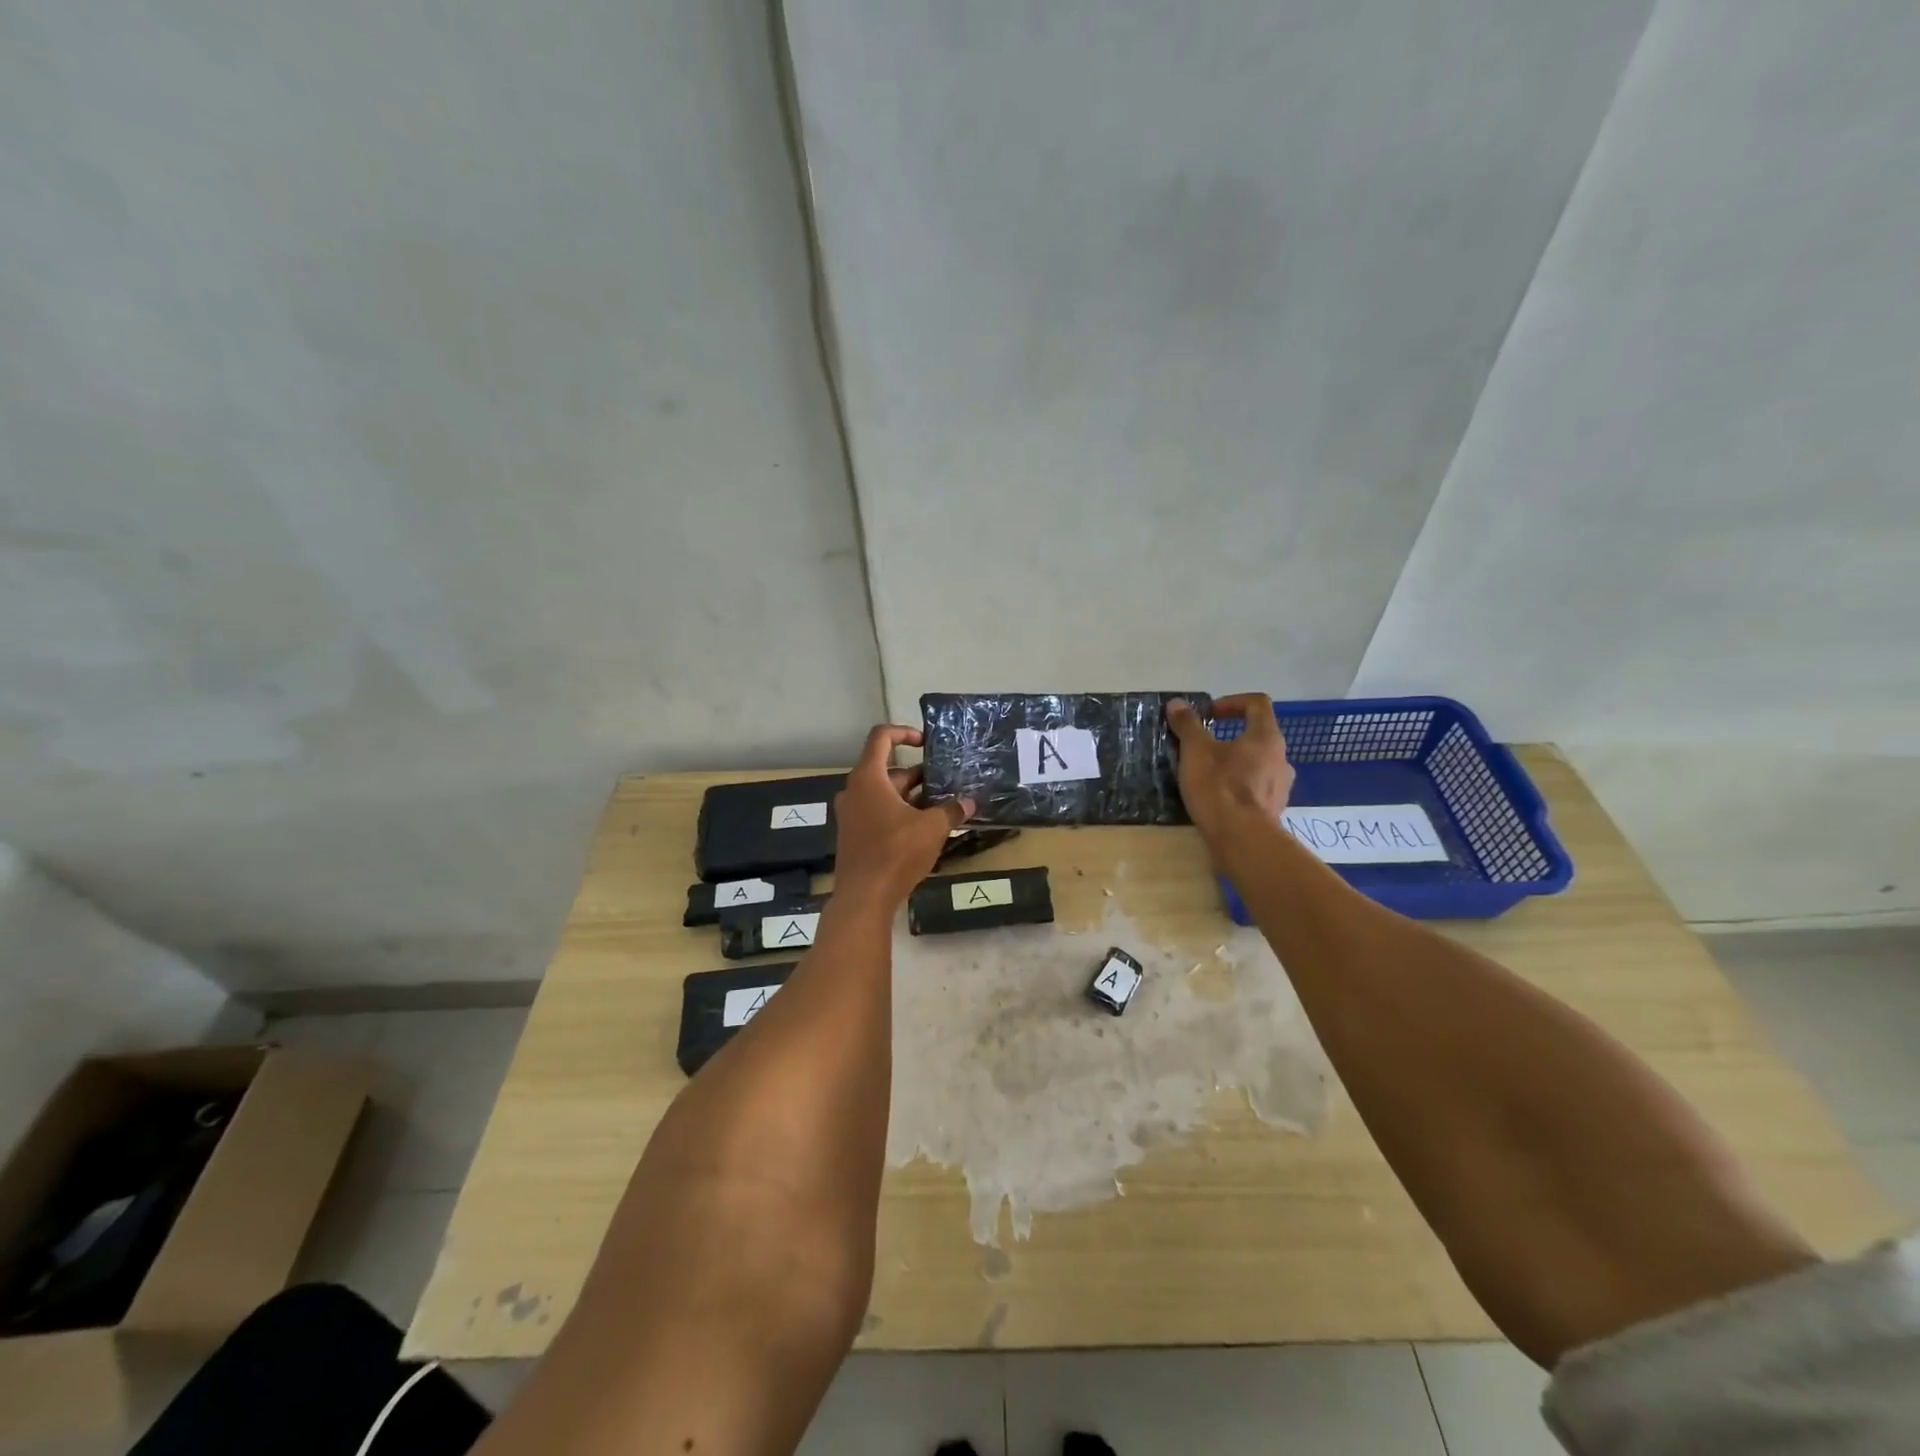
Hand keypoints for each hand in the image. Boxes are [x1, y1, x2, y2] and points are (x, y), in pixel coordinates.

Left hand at [830, 725, 974, 911]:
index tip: (926, 742)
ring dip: (911, 796)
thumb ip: (951, 811)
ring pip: (884, 793)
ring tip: (941, 805)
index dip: (904, 732)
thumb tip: (968, 804)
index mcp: (868, 778)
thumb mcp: (932, 828)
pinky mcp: (854, 834)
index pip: (881, 737)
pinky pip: (878, 812)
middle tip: (945, 782)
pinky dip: (899, 812)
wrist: (864, 897)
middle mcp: (854, 790)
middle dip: (918, 774)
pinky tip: (924, 828)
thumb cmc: (896, 852)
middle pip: (887, 769)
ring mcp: (851, 814)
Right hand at [1166, 694, 1294, 841]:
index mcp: (1266, 737)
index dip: (1232, 702)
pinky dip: (1239, 787)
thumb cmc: (1219, 787)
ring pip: (1257, 764)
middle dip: (1230, 736)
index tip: (1209, 714)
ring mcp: (1281, 787)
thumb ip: (1187, 725)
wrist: (1242, 840)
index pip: (1257, 704)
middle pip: (1258, 735)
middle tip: (1204, 747)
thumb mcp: (1195, 751)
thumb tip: (1177, 704)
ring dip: (1235, 763)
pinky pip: (1256, 789)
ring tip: (1208, 775)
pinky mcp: (1274, 810)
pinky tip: (1218, 799)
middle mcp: (1281, 758)